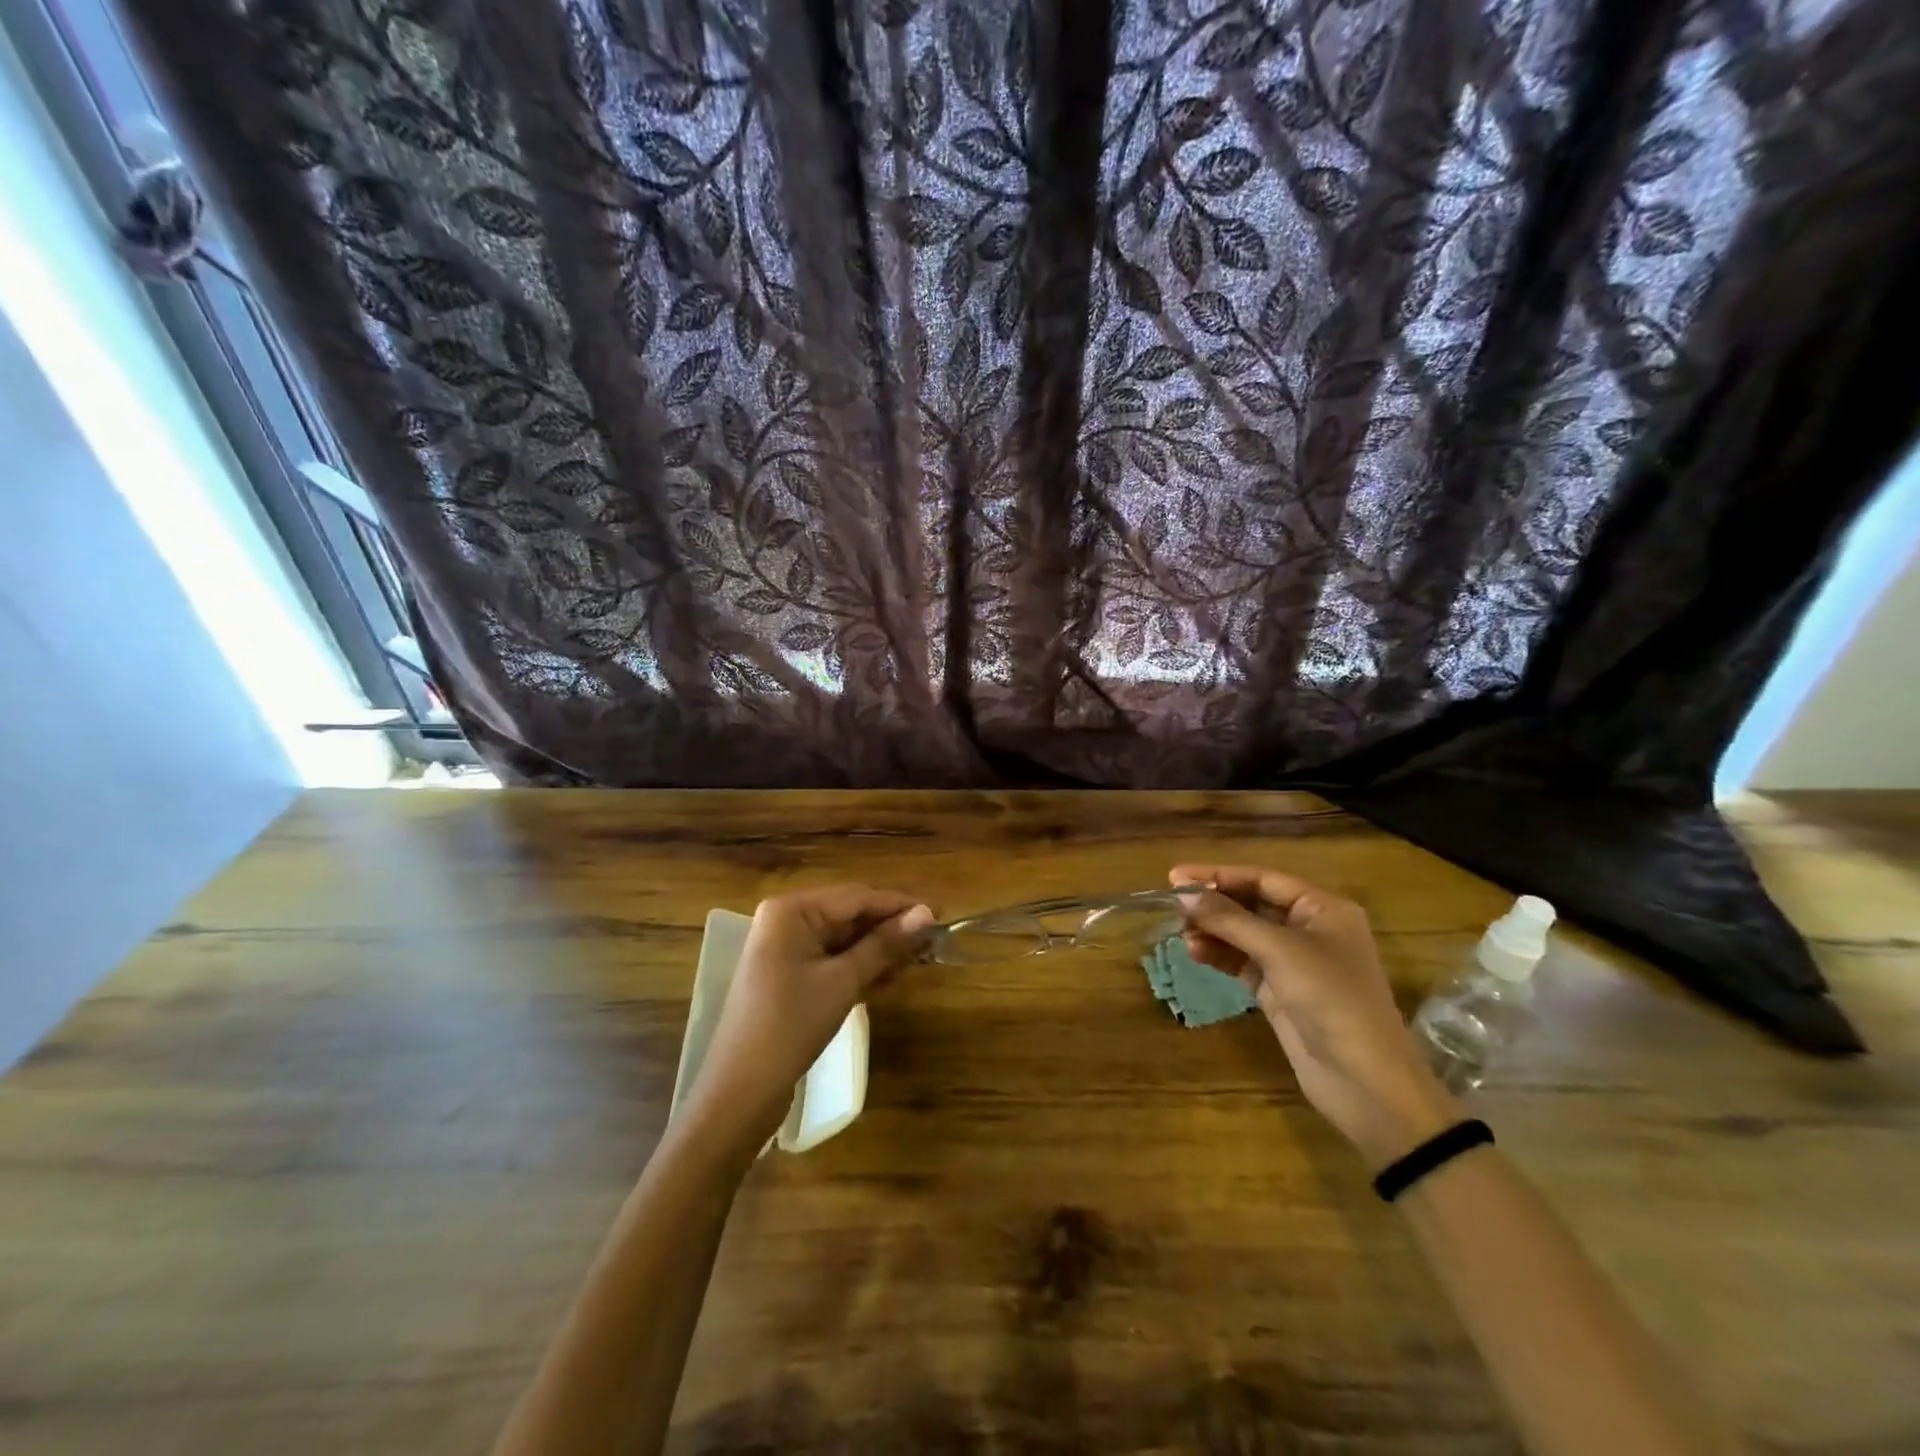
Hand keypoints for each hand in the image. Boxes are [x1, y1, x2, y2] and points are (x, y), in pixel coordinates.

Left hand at [683, 885, 933, 1156]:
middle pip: (851, 915)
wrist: (740, 1092)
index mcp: (792, 910)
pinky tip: (890, 977)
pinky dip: (860, 967)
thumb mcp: (843, 981)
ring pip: (845, 939)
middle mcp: (787, 920)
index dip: (901, 905)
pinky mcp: (790, 976)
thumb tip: (927, 914)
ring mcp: (786, 949)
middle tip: (934, 942)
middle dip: (891, 928)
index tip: (941, 913)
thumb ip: (884, 945)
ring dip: (880, 950)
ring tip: (919, 961)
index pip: (857, 897)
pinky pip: (833, 960)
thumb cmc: (790, 1025)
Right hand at [1170, 864, 1460, 1166]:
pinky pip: (1242, 962)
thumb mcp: (1279, 951)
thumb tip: (1183, 894)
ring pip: (1243, 934)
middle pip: (1251, 904)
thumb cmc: (1331, 999)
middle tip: (1173, 906)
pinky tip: (1195, 953)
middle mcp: (1309, 929)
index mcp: (1322, 908)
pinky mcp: (1280, 991)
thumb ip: (1229, 919)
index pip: (1263, 879)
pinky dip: (1219, 955)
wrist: (1365, 1082)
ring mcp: (1294, 962)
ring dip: (1213, 931)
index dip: (1218, 875)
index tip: (1175, 876)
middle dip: (1213, 904)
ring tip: (1182, 934)